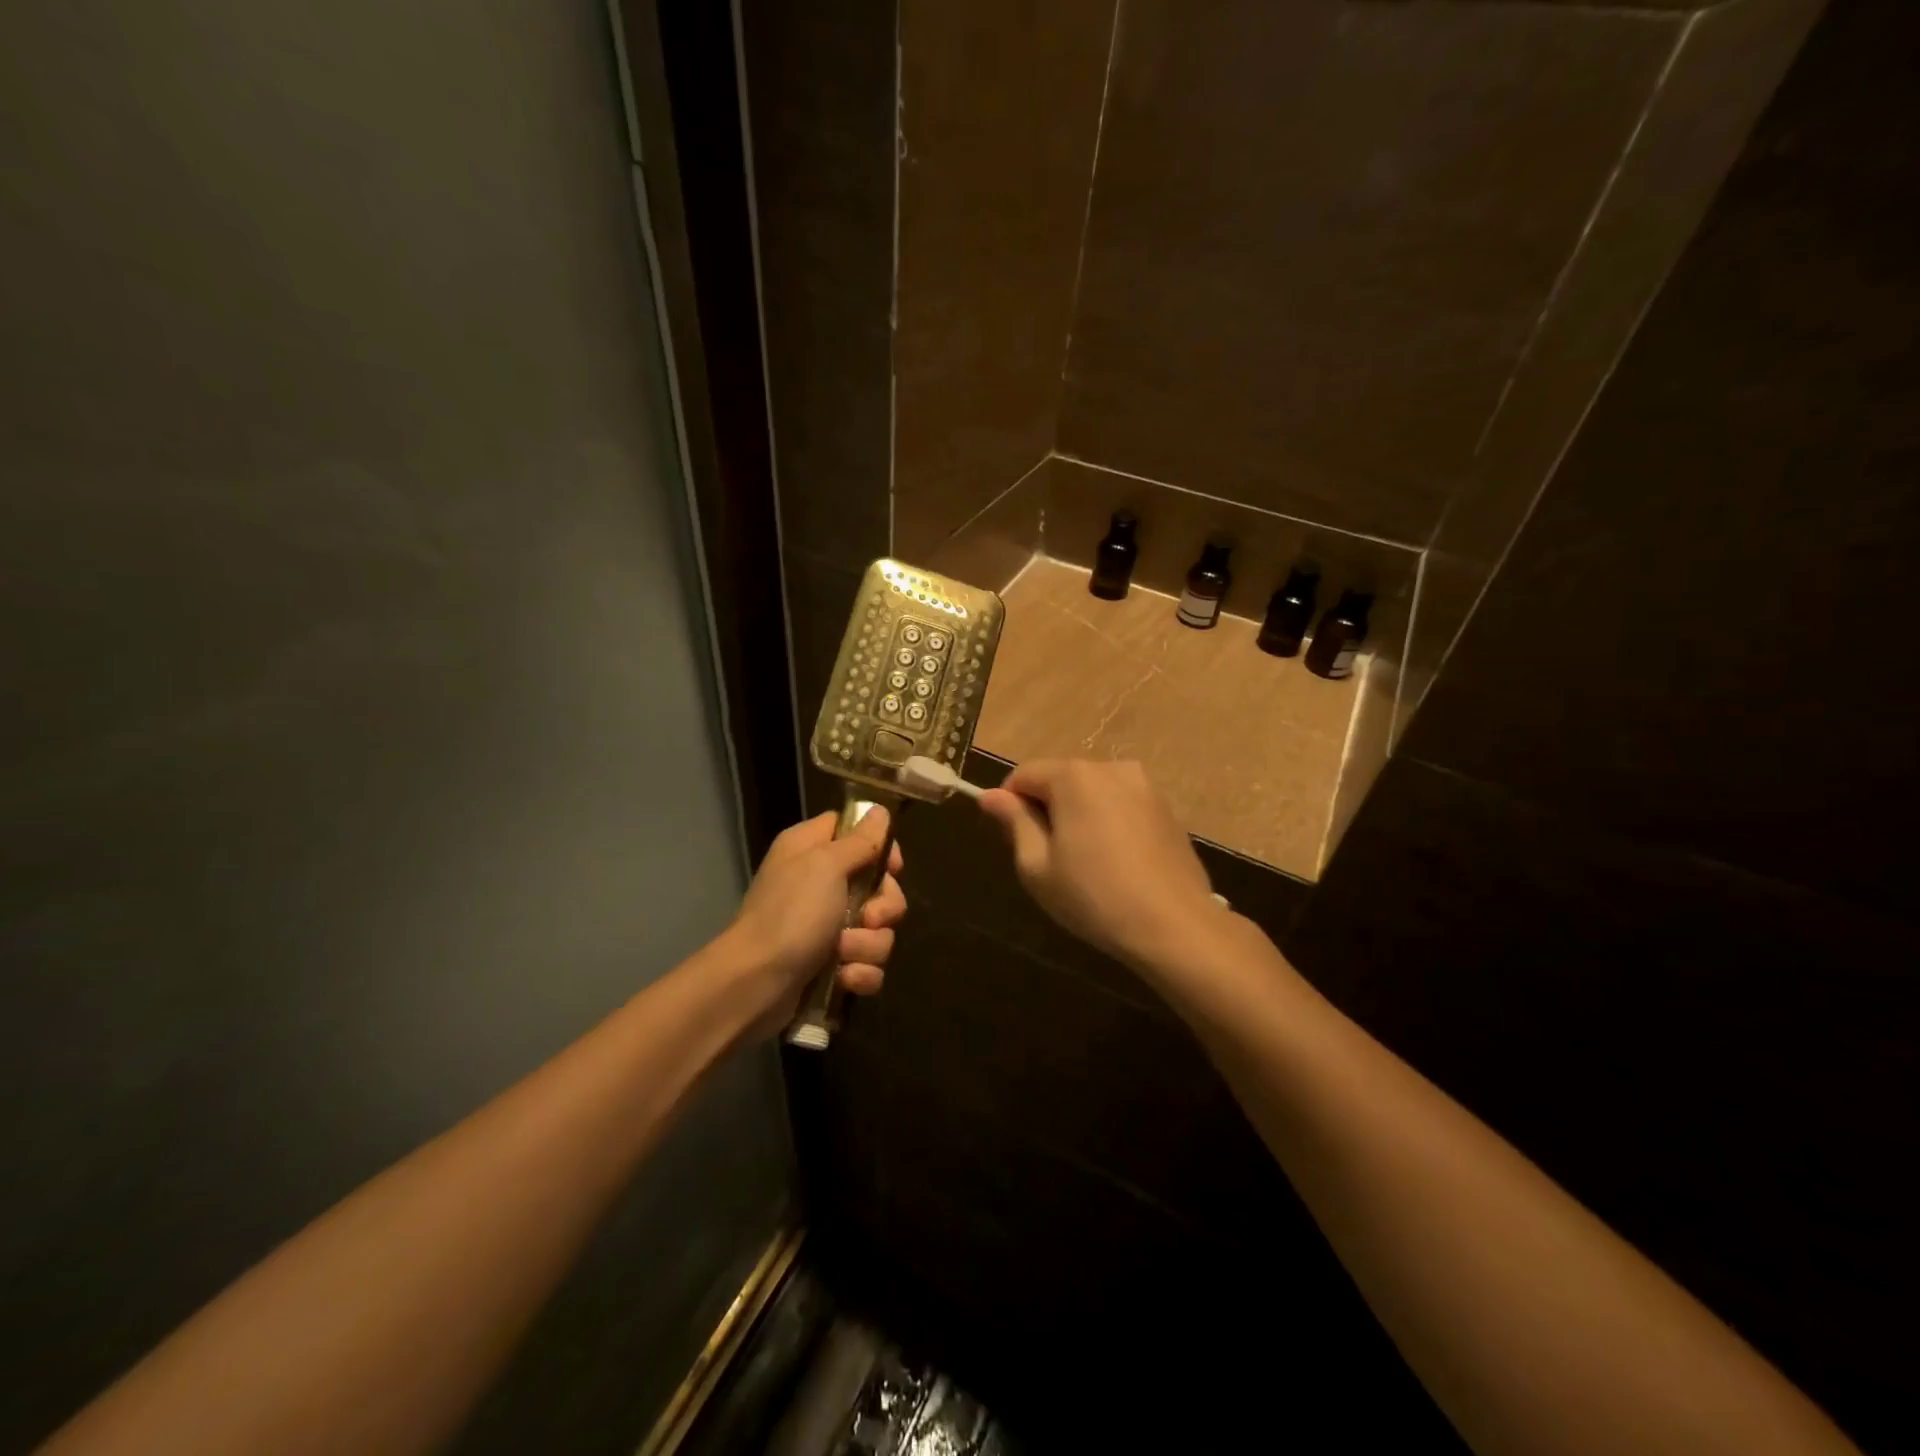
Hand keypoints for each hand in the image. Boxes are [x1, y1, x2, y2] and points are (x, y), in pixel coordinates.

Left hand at [725, 806, 906, 1032]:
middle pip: (879, 884)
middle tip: (869, 918)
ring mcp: (826, 926)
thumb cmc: (790, 914)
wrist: (754, 984)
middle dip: (884, 906)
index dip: (880, 846)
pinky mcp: (832, 964)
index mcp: (812, 849)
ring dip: (868, 944)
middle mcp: (820, 882)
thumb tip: (881, 810)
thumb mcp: (826, 866)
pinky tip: (844, 978)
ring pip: (878, 928)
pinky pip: (868, 963)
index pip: (856, 831)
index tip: (892, 866)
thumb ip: (860, 840)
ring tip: (843, 953)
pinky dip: (860, 972)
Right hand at [978, 759, 1217, 968]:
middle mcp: (1111, 768)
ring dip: (1078, 815)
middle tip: (1047, 858)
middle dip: (1047, 808)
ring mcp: (1144, 786)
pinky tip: (1114, 862)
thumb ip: (1015, 822)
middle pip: (1060, 779)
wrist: (1174, 925)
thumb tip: (990, 795)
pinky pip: (1121, 805)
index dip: (1010, 804)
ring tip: (1083, 862)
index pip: (1024, 774)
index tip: (1013, 840)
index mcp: (1074, 776)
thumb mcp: (1037, 866)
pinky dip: (1108, 823)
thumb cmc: (1094, 896)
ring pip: (1092, 792)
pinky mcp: (1166, 808)